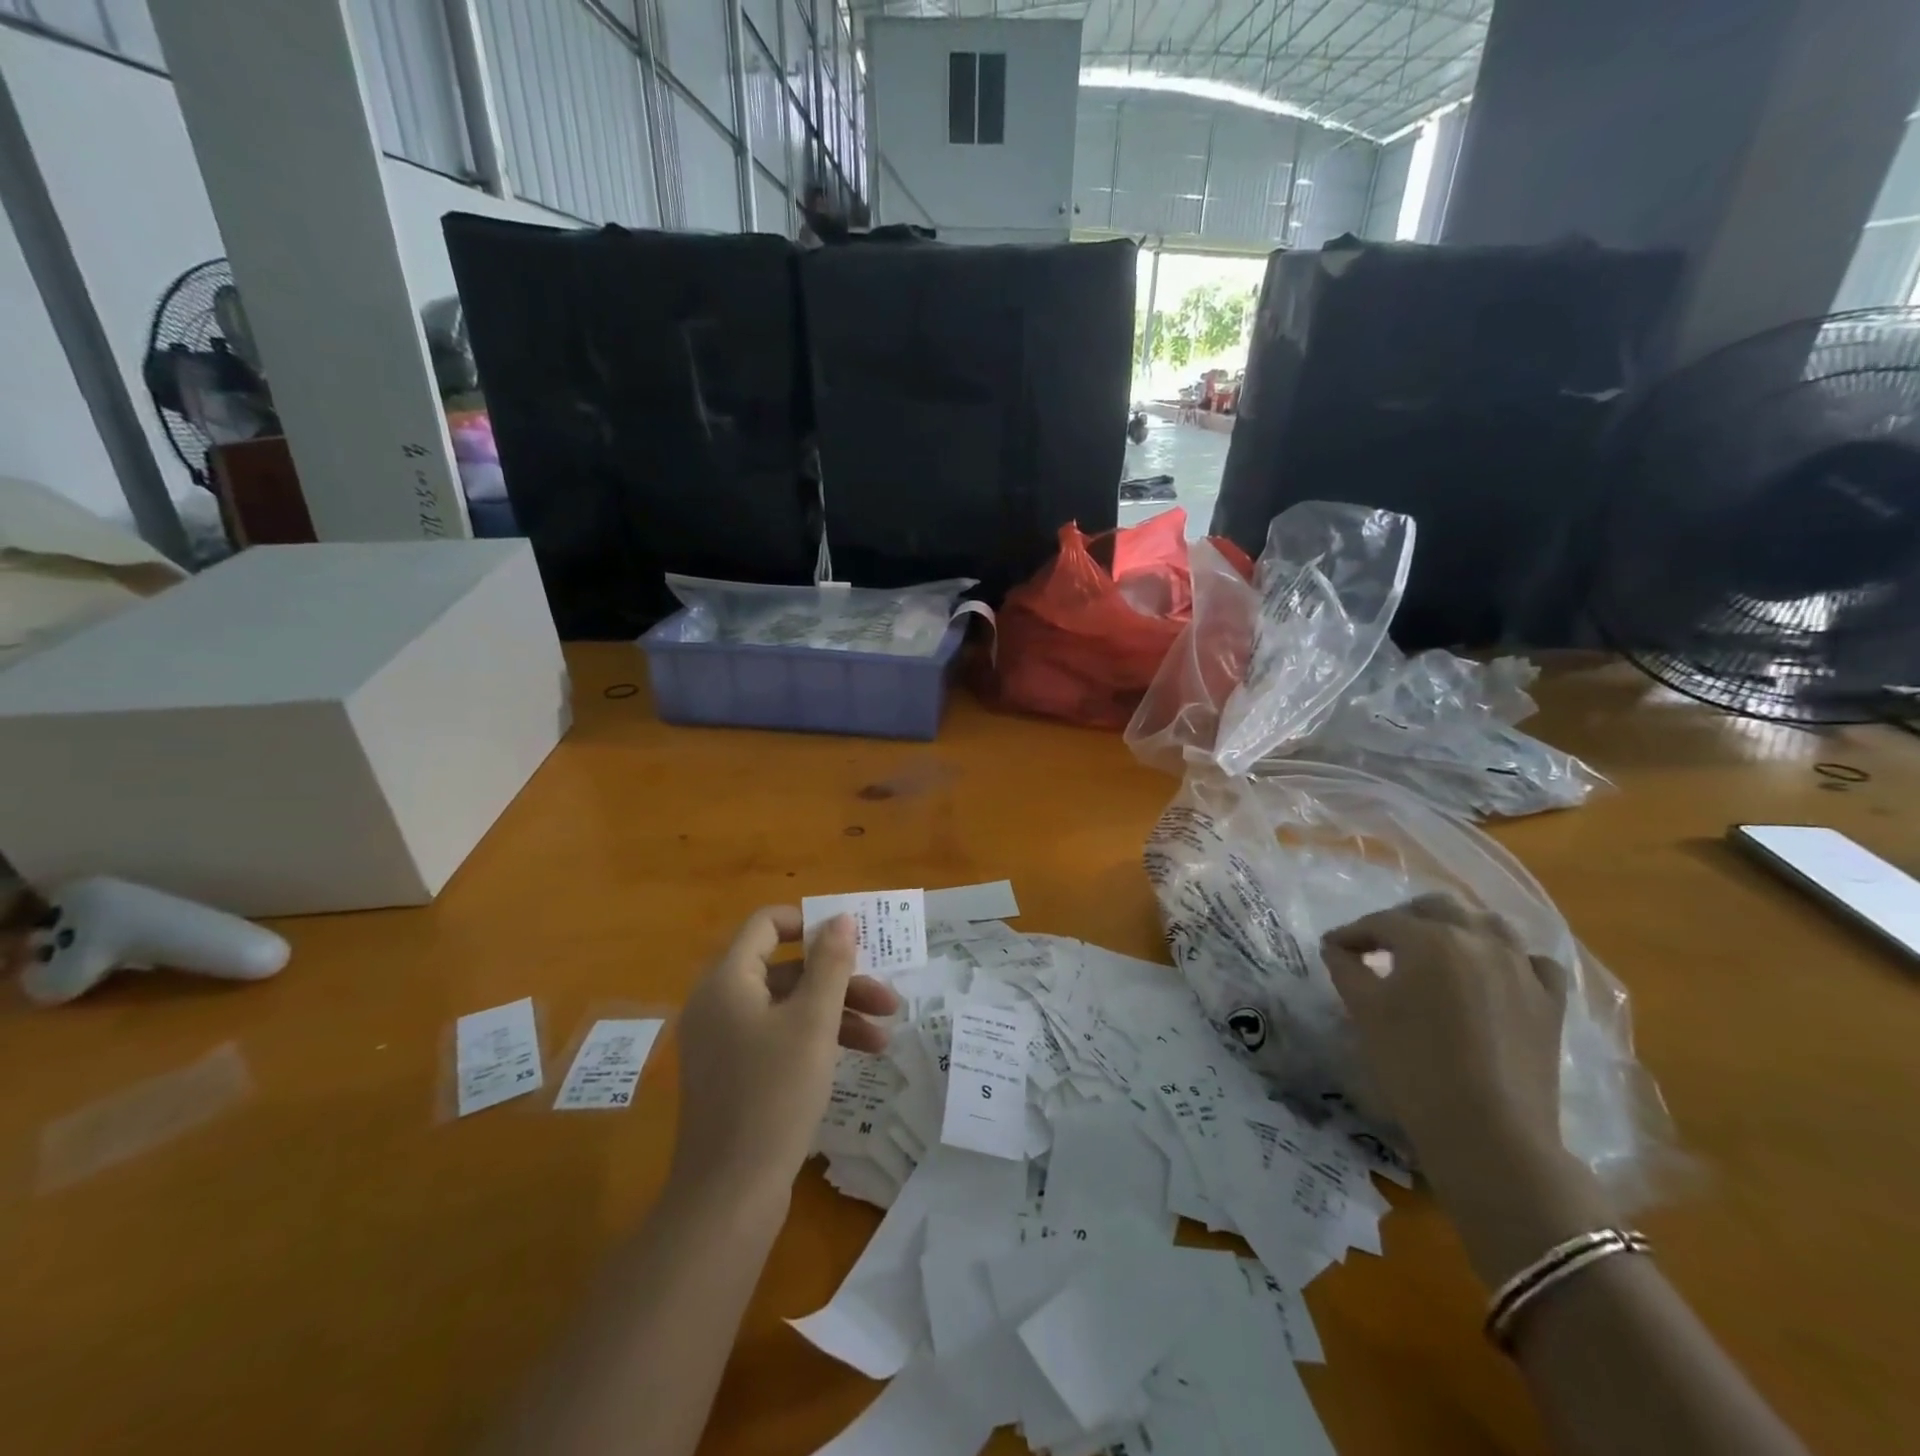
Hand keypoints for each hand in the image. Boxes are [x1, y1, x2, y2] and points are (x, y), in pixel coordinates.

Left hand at [669, 908, 900, 1204]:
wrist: (729, 1195)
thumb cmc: (774, 1094)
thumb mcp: (813, 1022)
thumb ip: (831, 963)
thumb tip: (841, 917)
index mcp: (728, 980)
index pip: (767, 924)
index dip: (810, 923)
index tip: (851, 939)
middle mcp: (720, 1002)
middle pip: (786, 968)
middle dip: (840, 979)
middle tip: (886, 995)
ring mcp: (725, 1041)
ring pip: (788, 1005)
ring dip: (837, 1011)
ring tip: (885, 1034)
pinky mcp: (735, 1073)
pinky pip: (779, 1036)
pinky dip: (816, 1038)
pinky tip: (859, 1056)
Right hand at [1321, 894, 1613, 1284]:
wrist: (1489, 1133)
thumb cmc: (1413, 1065)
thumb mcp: (1365, 1011)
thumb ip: (1346, 968)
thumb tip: (1337, 948)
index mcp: (1429, 939)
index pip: (1380, 923)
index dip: (1351, 934)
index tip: (1332, 949)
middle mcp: (1478, 940)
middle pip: (1435, 908)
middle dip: (1402, 920)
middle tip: (1379, 945)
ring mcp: (1521, 968)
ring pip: (1488, 924)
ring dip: (1455, 927)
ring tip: (1434, 950)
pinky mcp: (1550, 1002)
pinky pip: (1532, 961)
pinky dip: (1510, 958)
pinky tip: (1494, 973)